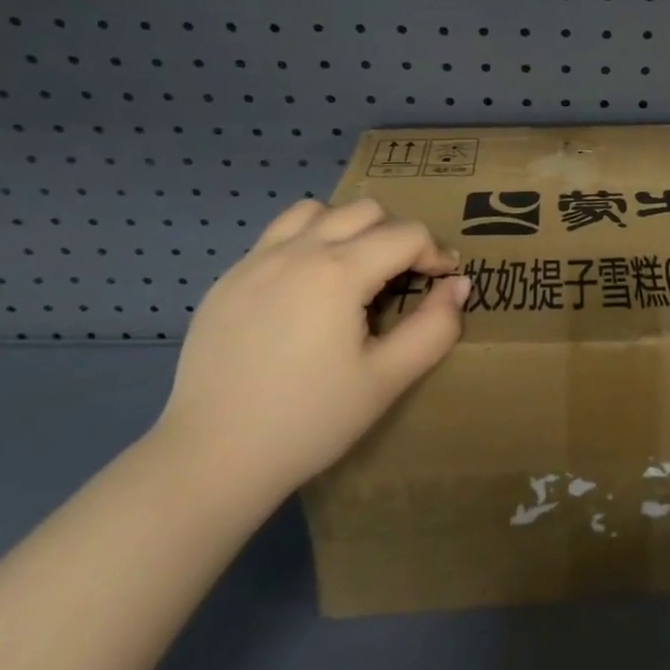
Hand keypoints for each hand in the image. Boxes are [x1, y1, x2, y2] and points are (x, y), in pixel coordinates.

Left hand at [155, 198, 468, 502]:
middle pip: (365, 210)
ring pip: (316, 211)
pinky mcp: (227, 279)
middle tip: (403, 278)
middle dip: (396, 235)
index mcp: (338, 271)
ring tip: (353, 270)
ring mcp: (255, 261)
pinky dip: (306, 243)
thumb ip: (434, 327)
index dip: (435, 253)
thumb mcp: (387, 380)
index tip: (442, 282)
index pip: (406, 234)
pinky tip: (305, 290)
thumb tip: (458, 285)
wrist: (211, 459)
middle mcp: (297, 250)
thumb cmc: (309, 420)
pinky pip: (277, 236)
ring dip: (348, 228)